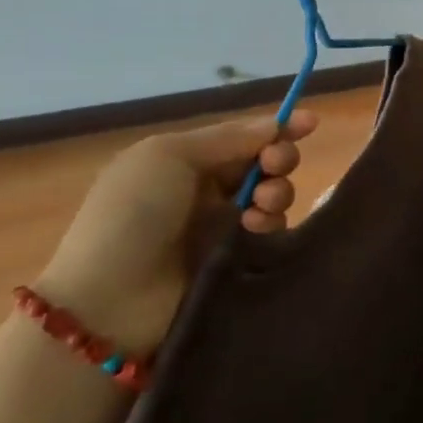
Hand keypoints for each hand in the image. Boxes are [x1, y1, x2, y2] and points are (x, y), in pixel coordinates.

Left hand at [33, 109, 316, 353]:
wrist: (111, 300)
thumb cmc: (133, 214)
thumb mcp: (169, 156)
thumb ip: (228, 138)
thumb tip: (274, 126)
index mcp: (184, 161)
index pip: (241, 138)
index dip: (276, 128)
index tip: (311, 122)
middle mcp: (205, 191)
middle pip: (262, 165)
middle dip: (279, 159)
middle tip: (274, 166)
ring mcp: (221, 228)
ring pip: (271, 198)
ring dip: (276, 192)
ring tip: (262, 205)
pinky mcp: (236, 262)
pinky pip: (270, 233)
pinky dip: (271, 224)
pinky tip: (256, 229)